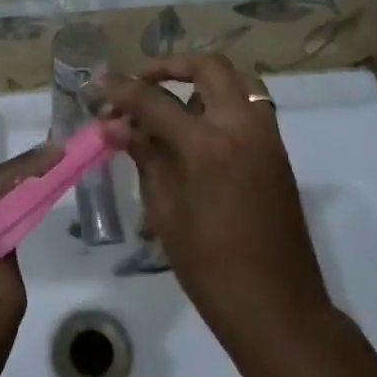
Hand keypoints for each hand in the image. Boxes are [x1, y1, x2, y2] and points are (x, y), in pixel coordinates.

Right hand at [101, 55, 353, 376]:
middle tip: (140, 83)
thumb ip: (144, 157)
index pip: (156, 101)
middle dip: (170, 66)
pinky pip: (248, 106)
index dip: (122, 89)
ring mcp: (267, 137)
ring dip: (200, 81)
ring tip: (167, 105)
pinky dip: (220, 102)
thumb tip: (114, 124)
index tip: (97, 84)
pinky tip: (194, 131)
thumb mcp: (166, 212)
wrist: (279, 310)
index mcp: (210, 146)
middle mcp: (244, 128)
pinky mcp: (277, 152)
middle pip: (209, 67)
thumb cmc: (211, 269)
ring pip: (236, 82)